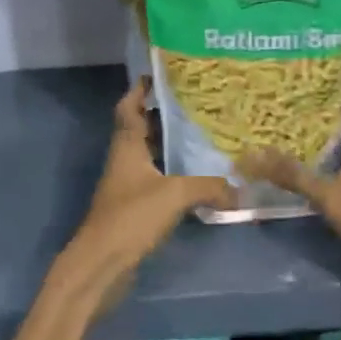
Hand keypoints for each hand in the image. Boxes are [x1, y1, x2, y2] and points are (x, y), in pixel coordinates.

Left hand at [64, 81, 234, 288]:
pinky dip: (172, 175)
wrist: (101, 264)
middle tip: (195, 105)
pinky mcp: (132, 208)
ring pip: (149, 155)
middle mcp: (123, 159)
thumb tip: (240, 190)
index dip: (140, 89)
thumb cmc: (131, 217)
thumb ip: (209, 187)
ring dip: (168, 146)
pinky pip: (154, 181)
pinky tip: (195, 179)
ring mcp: (126, 185)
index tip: (160, 75)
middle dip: (163, 116)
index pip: (129, 107)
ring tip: (201, 137)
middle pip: (140, 128)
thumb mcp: (175, 195)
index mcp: (126, 145)